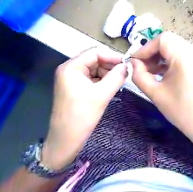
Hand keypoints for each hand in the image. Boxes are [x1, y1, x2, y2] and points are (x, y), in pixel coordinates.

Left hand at [42, 48, 124, 169]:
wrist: (65, 140)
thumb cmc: (82, 116)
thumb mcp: (102, 95)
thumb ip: (116, 77)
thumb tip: (127, 66)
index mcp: (71, 67)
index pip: (95, 52)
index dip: (112, 56)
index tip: (127, 64)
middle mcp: (70, 69)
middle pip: (94, 60)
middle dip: (110, 66)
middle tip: (125, 74)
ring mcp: (71, 78)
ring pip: (94, 69)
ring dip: (108, 74)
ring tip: (120, 82)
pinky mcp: (75, 87)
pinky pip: (92, 78)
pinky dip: (102, 80)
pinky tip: (111, 87)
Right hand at [130, 32, 192, 135]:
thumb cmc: (180, 111)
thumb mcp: (155, 93)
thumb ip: (139, 75)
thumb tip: (133, 63)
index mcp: (185, 58)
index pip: (163, 39)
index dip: (146, 48)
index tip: (135, 61)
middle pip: (169, 41)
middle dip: (153, 52)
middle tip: (142, 65)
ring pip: (176, 46)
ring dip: (161, 56)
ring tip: (151, 71)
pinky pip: (183, 54)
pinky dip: (171, 60)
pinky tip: (164, 73)